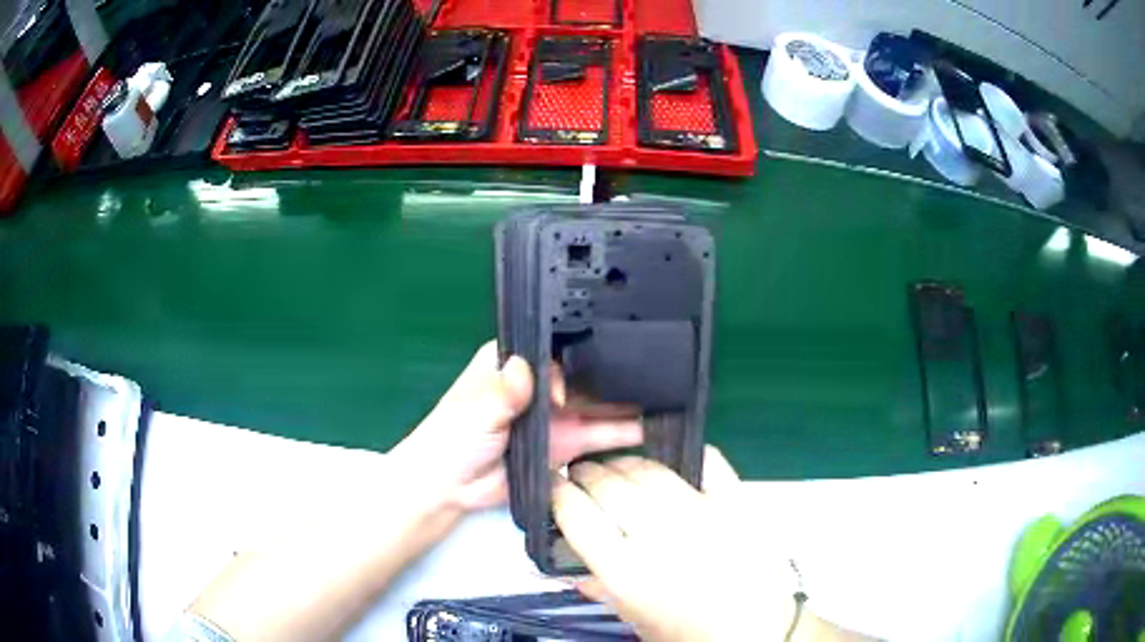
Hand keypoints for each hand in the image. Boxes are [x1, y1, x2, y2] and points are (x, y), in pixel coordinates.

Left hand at [393, 341, 643, 509]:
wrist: (450, 488)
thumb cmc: (453, 437)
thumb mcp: (475, 408)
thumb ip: (504, 391)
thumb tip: (528, 368)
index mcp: (514, 365)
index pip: (554, 348)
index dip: (578, 349)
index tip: (597, 359)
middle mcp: (540, 387)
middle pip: (583, 375)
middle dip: (613, 373)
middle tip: (653, 370)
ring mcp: (556, 418)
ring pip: (596, 405)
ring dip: (624, 402)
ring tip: (661, 396)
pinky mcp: (565, 446)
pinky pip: (596, 437)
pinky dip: (619, 433)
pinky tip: (648, 427)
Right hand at [552, 448, 800, 641]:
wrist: (757, 630)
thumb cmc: (690, 632)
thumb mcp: (634, 618)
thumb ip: (598, 588)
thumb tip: (563, 567)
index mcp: (627, 573)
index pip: (577, 515)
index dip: (558, 493)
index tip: (554, 487)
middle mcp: (660, 536)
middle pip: (609, 485)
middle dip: (586, 472)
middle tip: (582, 474)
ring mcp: (703, 513)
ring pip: (650, 469)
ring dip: (625, 463)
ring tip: (619, 468)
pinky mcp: (738, 501)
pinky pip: (708, 460)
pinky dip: (686, 456)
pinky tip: (673, 465)